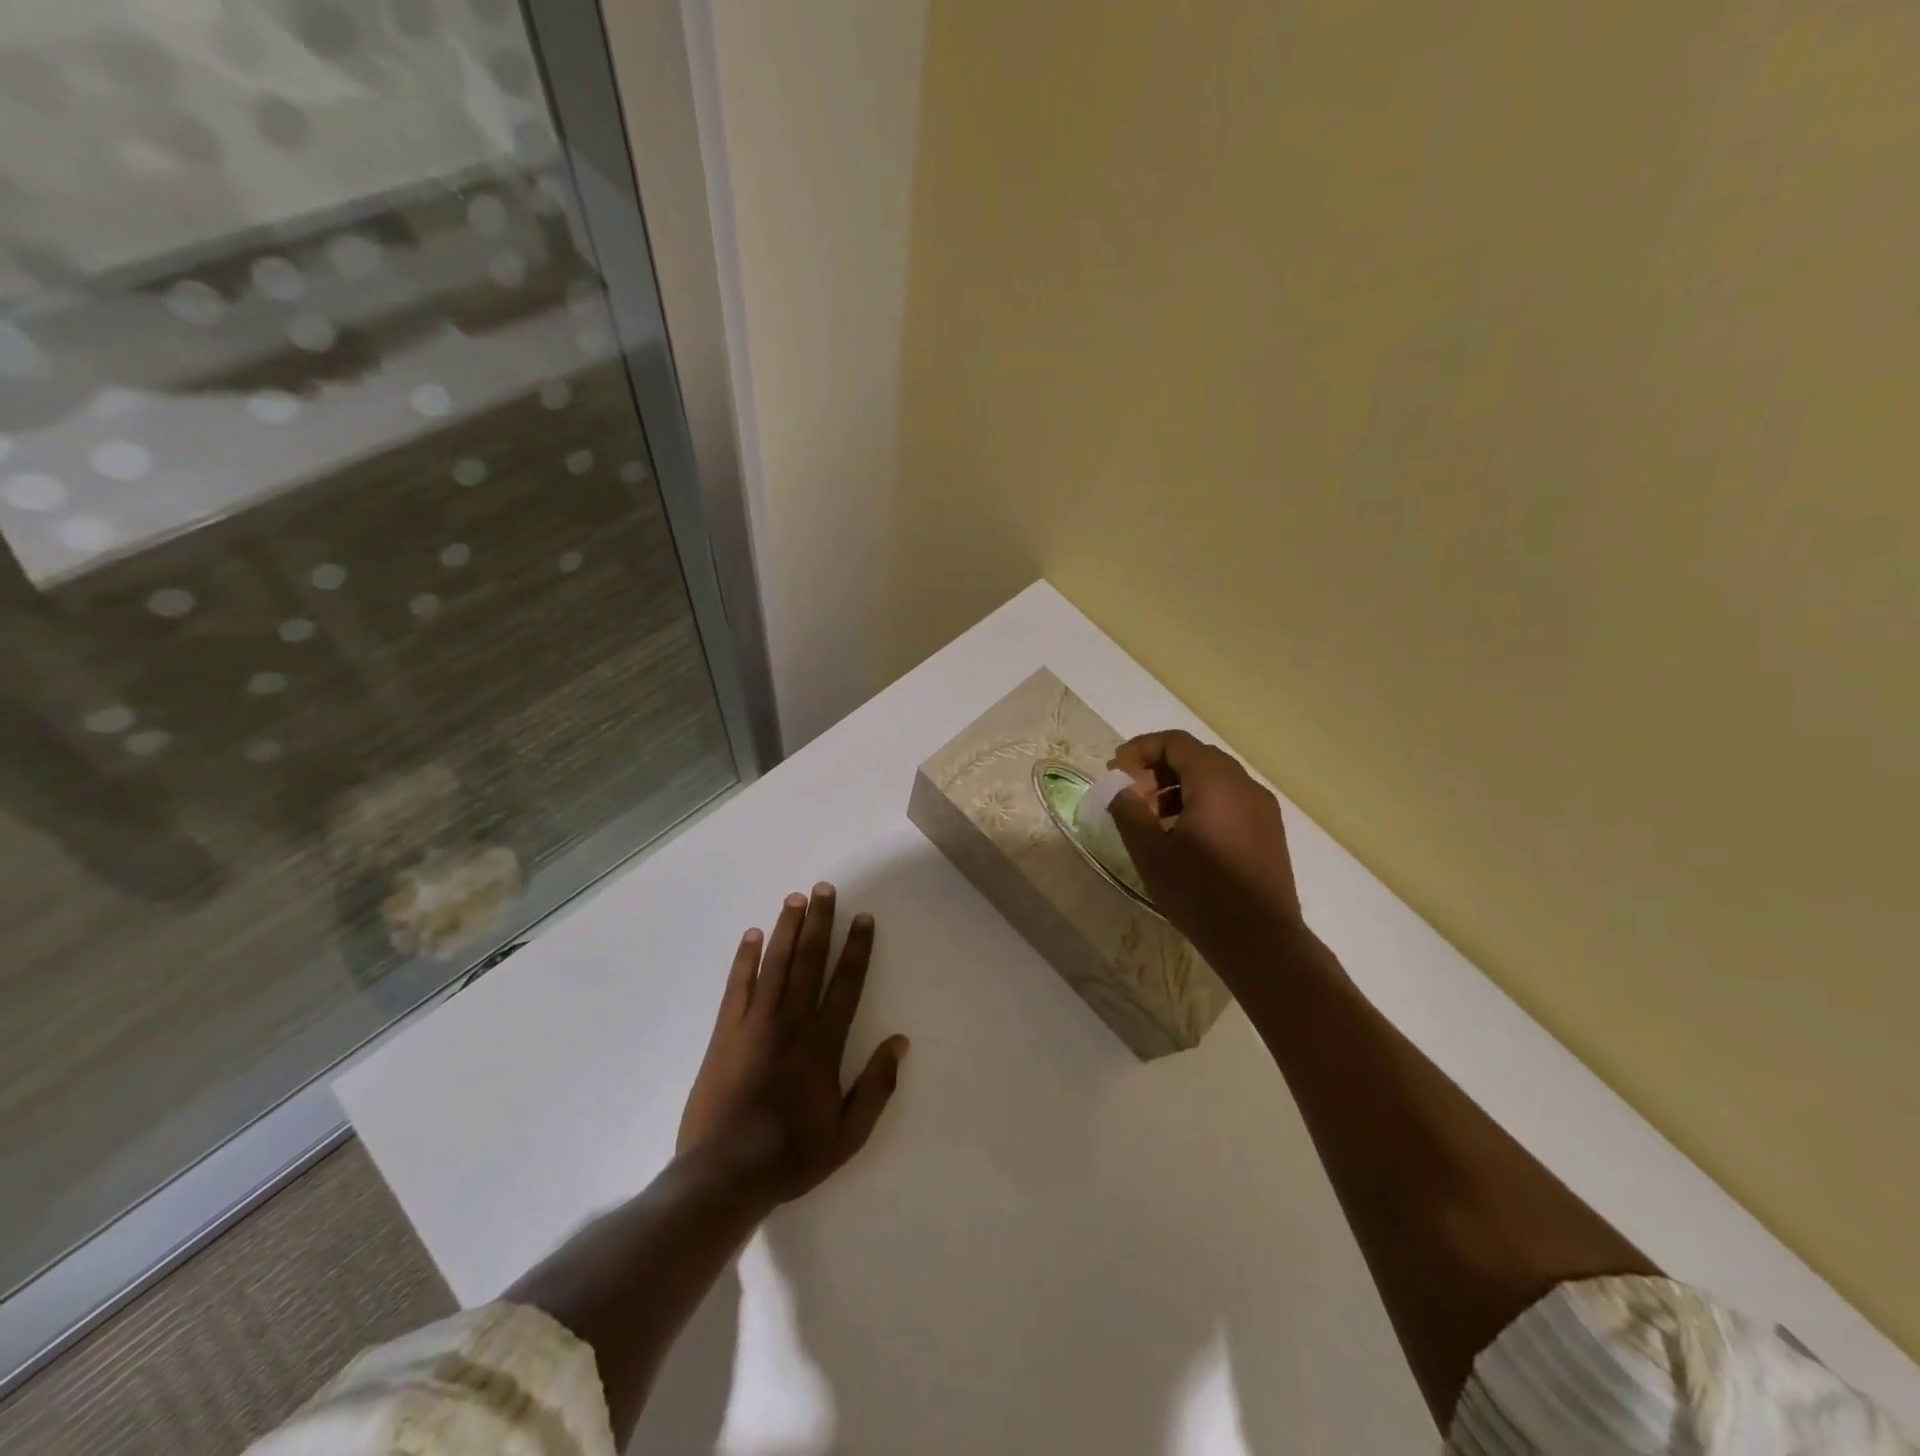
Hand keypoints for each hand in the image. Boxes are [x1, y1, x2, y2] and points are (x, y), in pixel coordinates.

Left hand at [678, 885, 908, 1205]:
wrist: (724, 1173)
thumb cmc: (792, 1154)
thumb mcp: (848, 1133)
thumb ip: (877, 1085)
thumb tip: (900, 1042)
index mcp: (824, 1043)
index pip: (846, 983)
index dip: (857, 948)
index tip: (863, 918)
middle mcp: (792, 1021)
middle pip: (809, 961)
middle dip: (820, 922)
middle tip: (824, 889)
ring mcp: (755, 1023)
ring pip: (775, 964)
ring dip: (786, 929)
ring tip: (795, 898)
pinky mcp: (725, 1032)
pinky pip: (737, 985)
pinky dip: (745, 958)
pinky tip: (751, 935)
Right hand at [1106, 731, 1304, 969]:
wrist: (1260, 941)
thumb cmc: (1199, 892)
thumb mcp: (1151, 852)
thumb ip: (1129, 811)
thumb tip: (1120, 789)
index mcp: (1215, 781)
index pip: (1174, 742)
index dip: (1140, 750)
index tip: (1116, 773)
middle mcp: (1244, 785)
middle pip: (1196, 757)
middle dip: (1158, 770)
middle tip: (1132, 798)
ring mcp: (1262, 808)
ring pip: (1214, 780)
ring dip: (1178, 789)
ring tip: (1154, 822)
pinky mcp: (1269, 832)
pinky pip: (1230, 801)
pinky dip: (1201, 805)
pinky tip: (1185, 838)